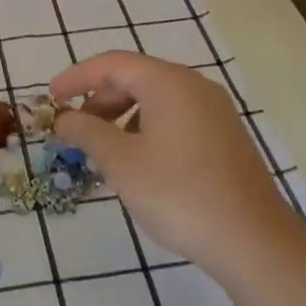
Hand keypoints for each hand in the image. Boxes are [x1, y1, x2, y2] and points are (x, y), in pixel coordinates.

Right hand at [49, 51, 303, 281]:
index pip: (112, 63)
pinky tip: (139, 164)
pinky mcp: (225, 138)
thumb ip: (85, 132)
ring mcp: (215, 112)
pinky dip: (147, 129)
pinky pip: (175, 119)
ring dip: (122, 117)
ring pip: (156, 100)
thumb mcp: (120, 162)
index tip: (50, 98)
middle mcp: (194, 86)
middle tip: (74, 130)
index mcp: (169, 82)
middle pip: (135, 78)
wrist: (254, 241)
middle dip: (99, 100)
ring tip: (103, 152)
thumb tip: (63, 118)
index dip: (76, 77)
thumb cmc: (179, 193)